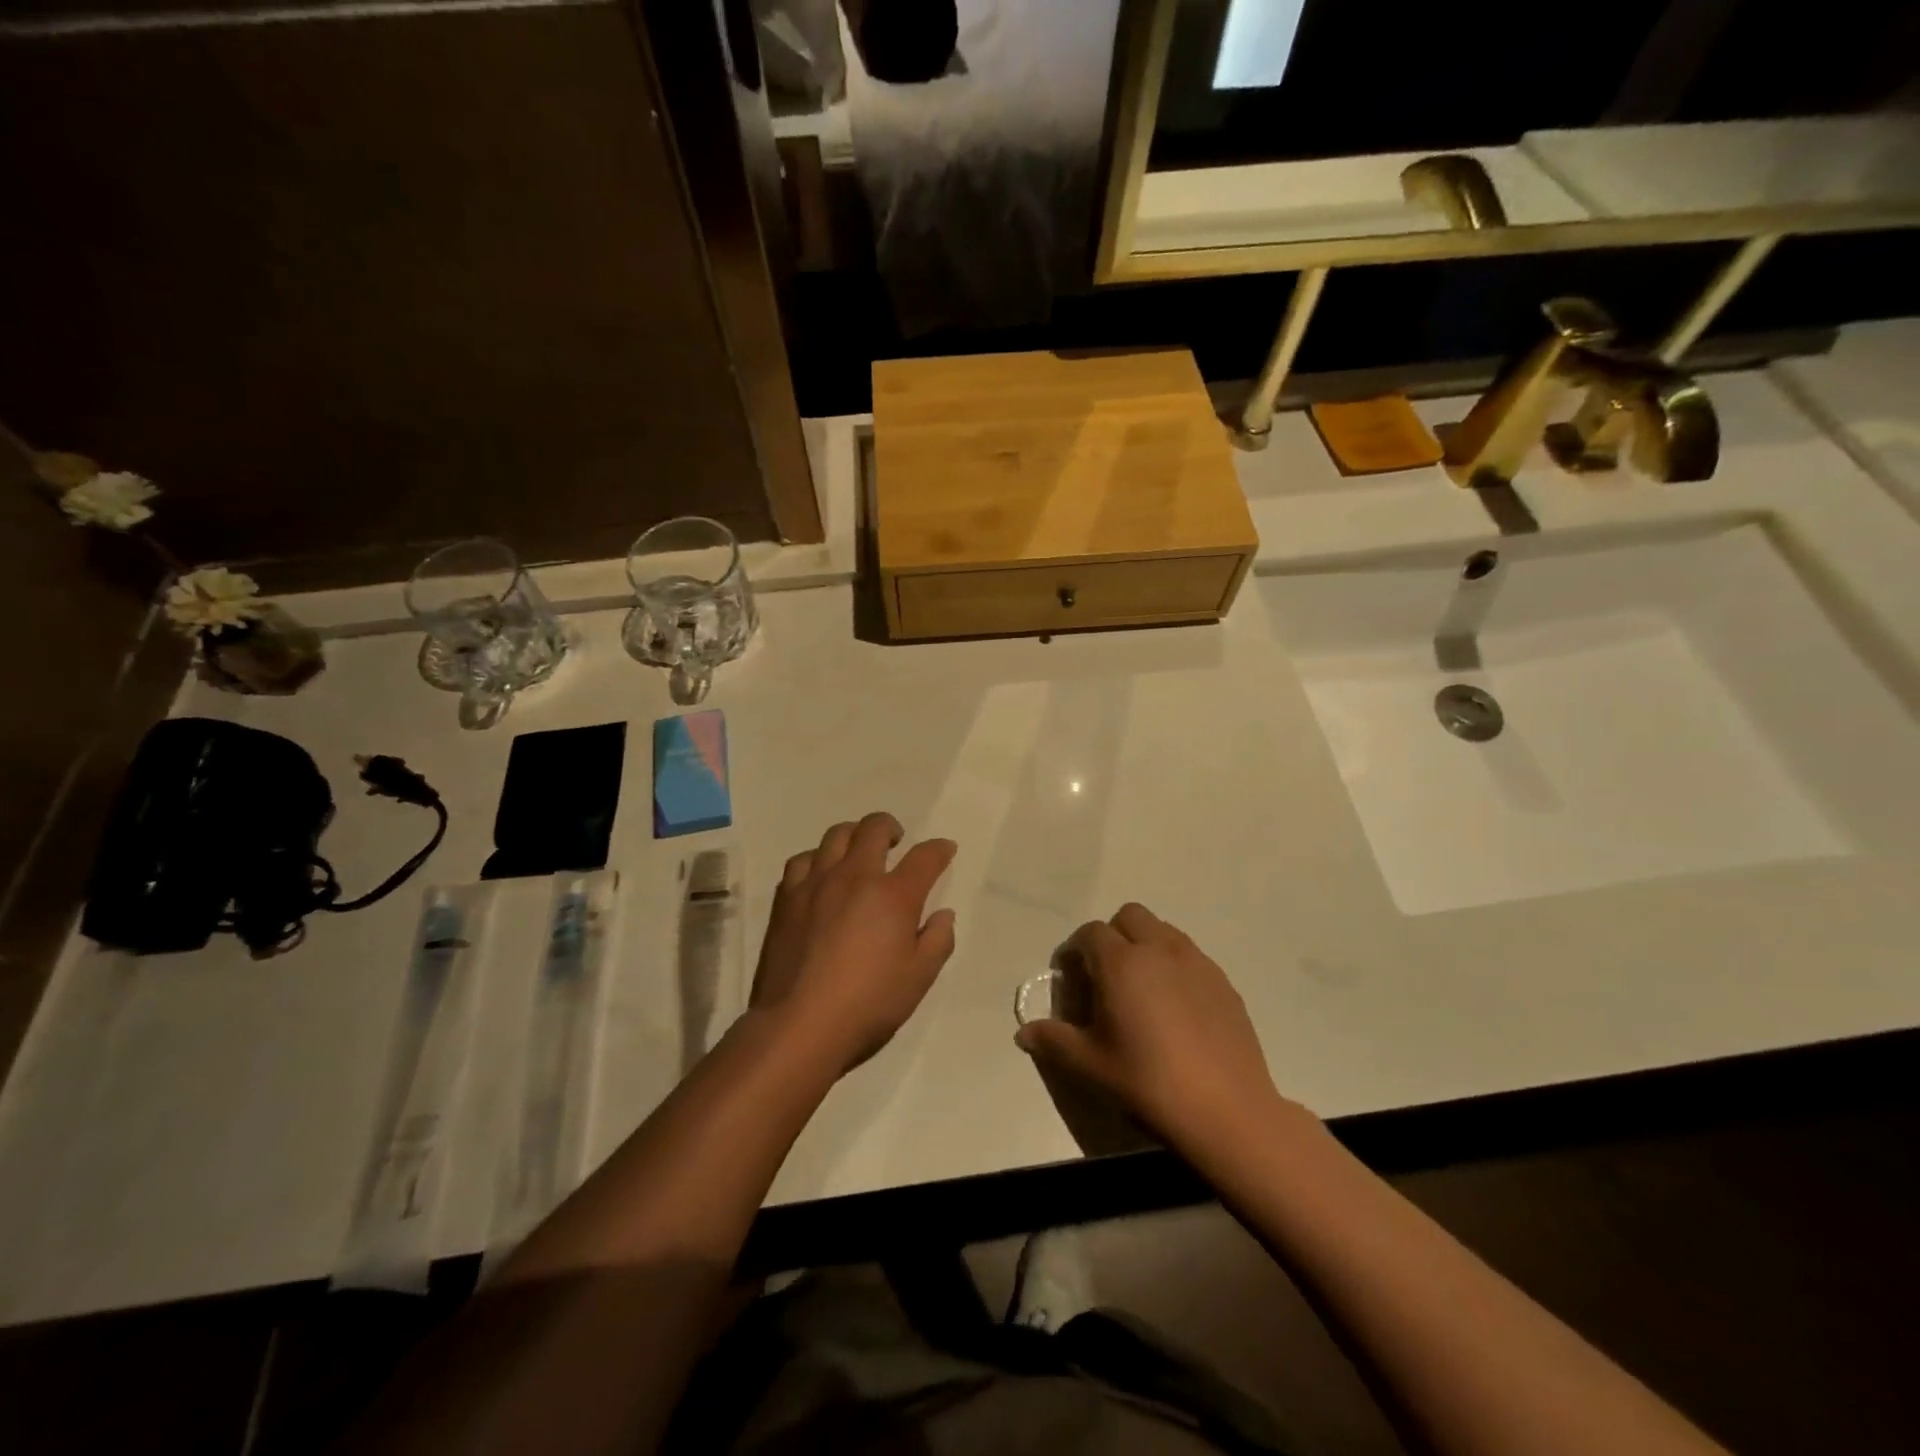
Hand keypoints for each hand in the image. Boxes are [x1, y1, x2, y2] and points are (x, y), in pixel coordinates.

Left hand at [750, 812, 957, 1073]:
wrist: (798, 1025)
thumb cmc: (868, 1005)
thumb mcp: (919, 979)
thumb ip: (937, 941)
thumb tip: (942, 914)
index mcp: (893, 895)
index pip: (924, 857)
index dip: (939, 849)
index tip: (945, 849)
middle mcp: (855, 877)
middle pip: (873, 828)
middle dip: (890, 827)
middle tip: (895, 841)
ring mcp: (816, 884)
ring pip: (835, 836)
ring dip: (853, 836)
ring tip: (857, 851)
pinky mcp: (786, 899)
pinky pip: (802, 861)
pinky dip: (817, 859)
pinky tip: (820, 875)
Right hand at [1015, 903, 1283, 1151]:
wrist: (1226, 1110)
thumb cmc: (1148, 1082)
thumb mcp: (1091, 1065)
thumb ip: (1054, 1041)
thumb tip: (1023, 1033)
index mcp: (1122, 962)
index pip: (1090, 933)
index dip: (1075, 950)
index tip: (1072, 978)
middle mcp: (1159, 949)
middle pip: (1129, 916)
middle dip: (1112, 935)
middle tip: (1106, 976)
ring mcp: (1196, 962)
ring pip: (1163, 930)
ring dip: (1145, 945)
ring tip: (1142, 989)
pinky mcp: (1223, 981)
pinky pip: (1190, 955)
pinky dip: (1174, 966)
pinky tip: (1176, 1008)